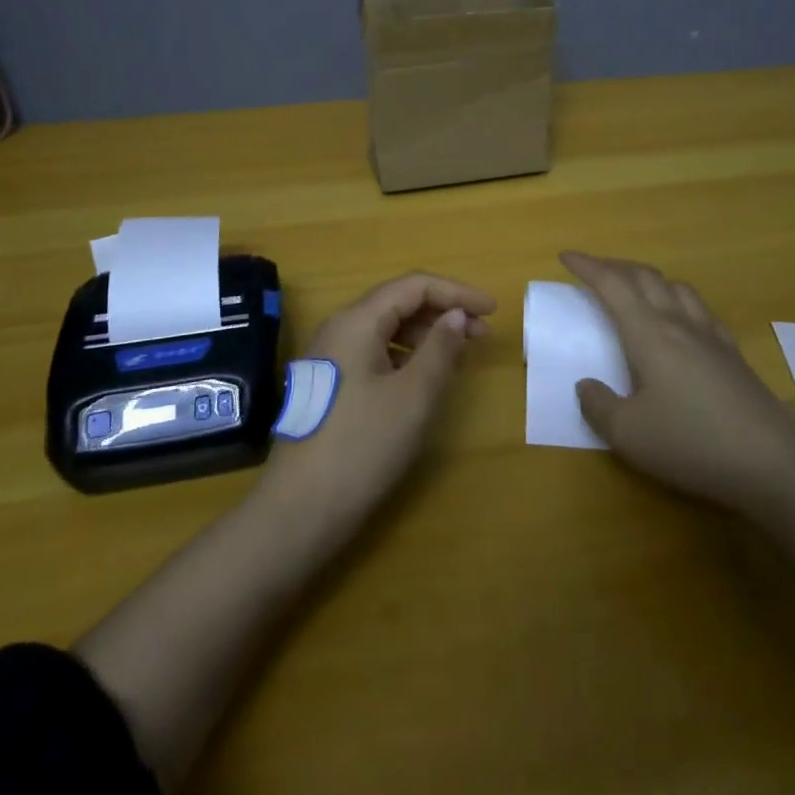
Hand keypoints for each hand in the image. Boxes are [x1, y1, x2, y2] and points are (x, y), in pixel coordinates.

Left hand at [258, 272, 494, 535]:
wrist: (300, 509)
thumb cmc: (362, 446)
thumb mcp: (413, 396)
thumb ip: (440, 348)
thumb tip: (456, 315)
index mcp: (358, 320)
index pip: (414, 285)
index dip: (457, 292)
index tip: (493, 311)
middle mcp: (341, 327)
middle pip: (399, 302)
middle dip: (443, 312)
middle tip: (482, 335)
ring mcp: (332, 355)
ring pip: (387, 328)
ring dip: (427, 334)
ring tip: (459, 356)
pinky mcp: (332, 382)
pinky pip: (376, 351)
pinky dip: (407, 355)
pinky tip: (424, 377)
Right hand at [562, 252, 794, 513]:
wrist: (775, 465)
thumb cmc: (693, 444)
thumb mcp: (630, 435)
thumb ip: (599, 406)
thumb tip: (586, 385)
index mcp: (649, 334)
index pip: (612, 286)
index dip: (588, 267)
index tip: (566, 256)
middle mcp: (679, 324)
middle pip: (645, 277)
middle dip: (615, 267)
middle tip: (593, 270)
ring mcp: (712, 337)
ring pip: (676, 287)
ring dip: (649, 278)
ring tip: (635, 288)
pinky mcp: (734, 355)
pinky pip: (700, 309)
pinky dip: (679, 299)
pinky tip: (682, 319)